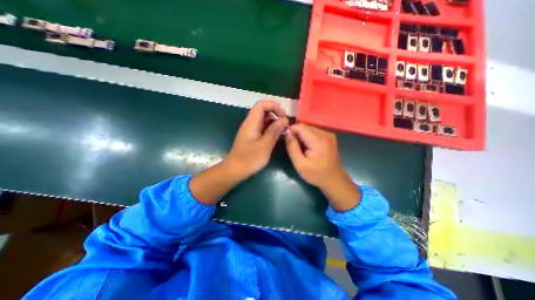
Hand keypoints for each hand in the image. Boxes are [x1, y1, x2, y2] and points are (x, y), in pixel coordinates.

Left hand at [224, 100, 287, 180]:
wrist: (234, 171)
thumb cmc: (249, 159)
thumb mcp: (265, 145)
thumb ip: (274, 131)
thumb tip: (284, 120)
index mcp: (251, 123)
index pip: (262, 105)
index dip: (274, 106)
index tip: (284, 116)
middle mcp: (250, 124)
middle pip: (263, 111)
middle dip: (276, 115)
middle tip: (286, 126)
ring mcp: (250, 130)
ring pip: (264, 120)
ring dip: (274, 123)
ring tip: (283, 132)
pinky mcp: (252, 137)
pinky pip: (262, 129)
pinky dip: (271, 130)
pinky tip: (276, 138)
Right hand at [284, 123, 358, 211]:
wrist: (335, 181)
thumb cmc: (316, 174)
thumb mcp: (300, 164)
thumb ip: (292, 147)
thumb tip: (286, 133)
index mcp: (318, 140)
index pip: (300, 127)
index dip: (291, 131)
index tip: (286, 140)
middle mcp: (325, 133)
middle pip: (305, 127)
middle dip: (296, 133)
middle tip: (292, 146)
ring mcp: (329, 135)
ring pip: (309, 129)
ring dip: (302, 135)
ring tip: (300, 147)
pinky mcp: (330, 137)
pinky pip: (315, 132)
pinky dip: (308, 137)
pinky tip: (307, 147)